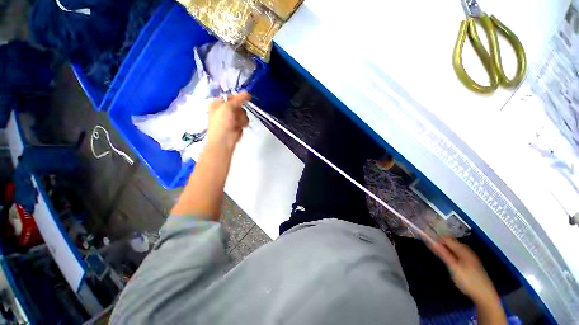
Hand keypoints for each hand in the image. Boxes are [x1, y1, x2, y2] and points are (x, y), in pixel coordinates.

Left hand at [207, 92, 250, 149]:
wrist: (224, 140)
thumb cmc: (222, 123)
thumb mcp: (228, 107)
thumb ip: (238, 99)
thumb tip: (247, 93)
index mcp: (218, 104)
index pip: (230, 96)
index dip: (238, 97)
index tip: (245, 98)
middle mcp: (224, 110)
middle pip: (238, 105)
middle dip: (240, 110)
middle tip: (236, 115)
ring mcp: (231, 118)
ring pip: (243, 113)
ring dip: (242, 118)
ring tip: (237, 123)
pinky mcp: (238, 125)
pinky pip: (244, 120)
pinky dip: (243, 123)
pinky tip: (240, 127)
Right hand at [428, 236, 499, 303]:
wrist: (485, 295)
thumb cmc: (468, 281)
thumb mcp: (454, 267)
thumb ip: (443, 253)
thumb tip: (430, 241)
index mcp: (462, 249)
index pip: (445, 237)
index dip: (435, 235)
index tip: (423, 234)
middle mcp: (466, 250)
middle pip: (450, 241)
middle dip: (438, 239)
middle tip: (426, 241)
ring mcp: (469, 256)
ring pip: (453, 246)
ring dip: (443, 245)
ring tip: (433, 247)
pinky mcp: (469, 262)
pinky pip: (456, 252)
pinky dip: (448, 250)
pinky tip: (445, 255)